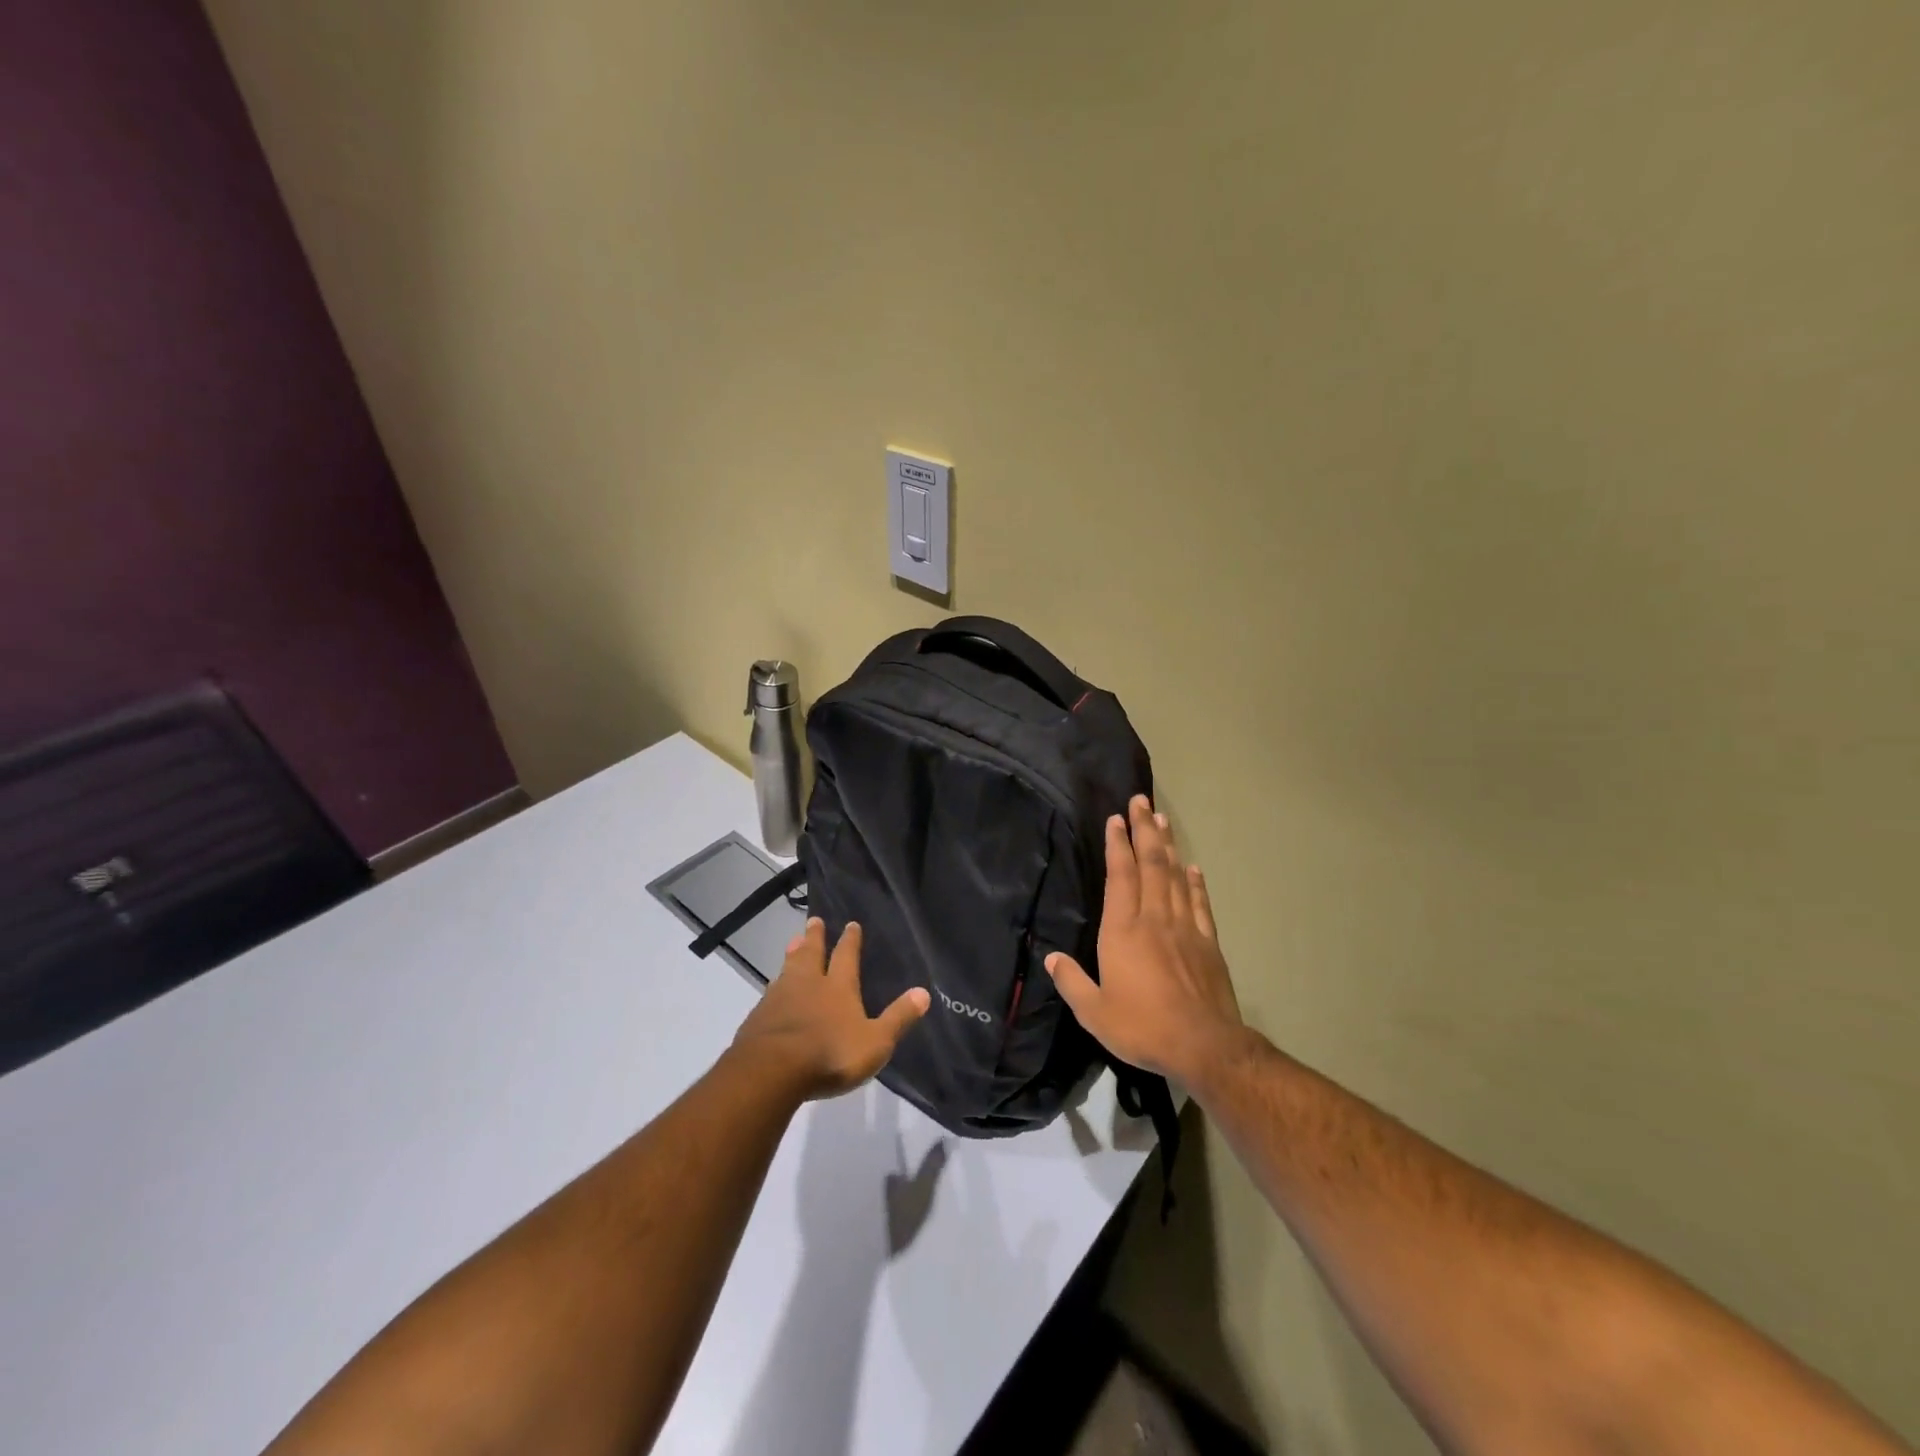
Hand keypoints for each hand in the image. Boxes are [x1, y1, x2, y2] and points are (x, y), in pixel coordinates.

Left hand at [732, 919, 930, 1099]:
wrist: (771, 1071)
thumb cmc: (830, 1054)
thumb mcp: (875, 1041)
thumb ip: (898, 1017)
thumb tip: (924, 993)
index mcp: (838, 987)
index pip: (846, 956)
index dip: (850, 940)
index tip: (850, 923)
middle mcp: (808, 984)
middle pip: (812, 953)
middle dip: (815, 937)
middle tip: (814, 920)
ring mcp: (780, 998)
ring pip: (788, 968)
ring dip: (793, 953)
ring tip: (793, 942)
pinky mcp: (759, 1017)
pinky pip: (770, 992)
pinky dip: (775, 984)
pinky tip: (772, 988)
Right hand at [1045, 796, 1242, 1084]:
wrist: (1204, 1046)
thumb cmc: (1142, 1027)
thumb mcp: (1094, 1012)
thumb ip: (1071, 982)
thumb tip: (1051, 959)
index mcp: (1123, 930)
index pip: (1120, 875)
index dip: (1117, 844)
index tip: (1115, 819)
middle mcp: (1154, 918)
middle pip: (1151, 864)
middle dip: (1144, 829)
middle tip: (1141, 801)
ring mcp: (1185, 928)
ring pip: (1175, 875)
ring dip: (1168, 845)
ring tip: (1162, 819)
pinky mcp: (1208, 943)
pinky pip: (1200, 903)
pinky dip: (1195, 882)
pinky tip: (1193, 868)